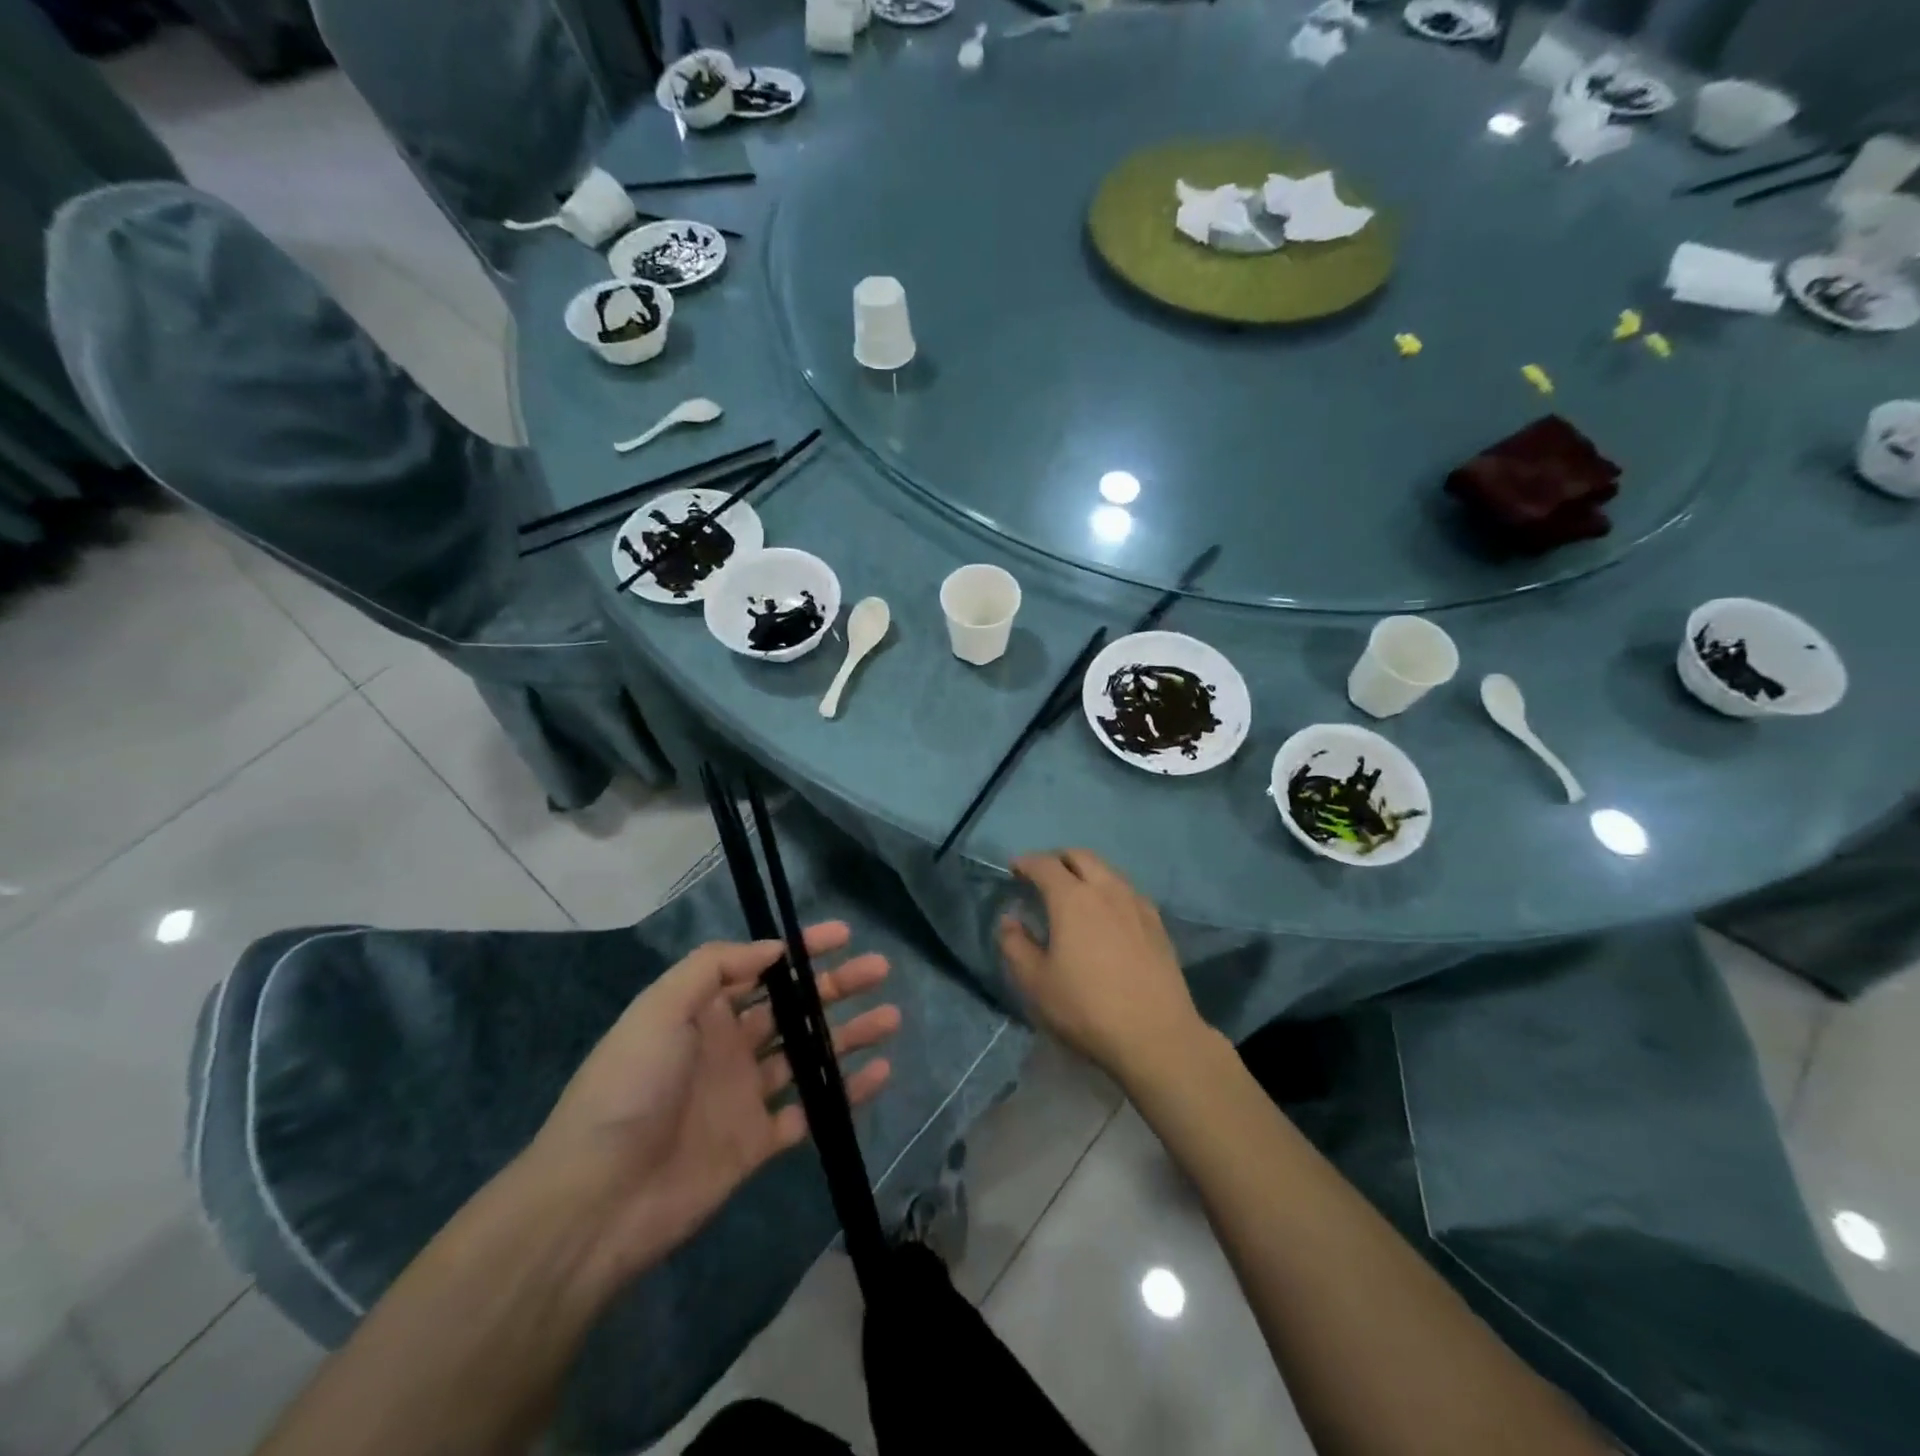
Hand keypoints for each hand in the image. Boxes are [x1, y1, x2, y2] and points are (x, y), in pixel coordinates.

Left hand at [528, 922, 898, 1278]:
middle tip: (880, 970)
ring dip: (848, 1035)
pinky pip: (810, 1111)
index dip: (802, 950)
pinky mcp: (757, 1143)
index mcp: (703, 1012)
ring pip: (808, 1056)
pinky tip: (880, 1074)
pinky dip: (845, 1093)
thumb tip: (774, 950)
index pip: (762, 968)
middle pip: (793, 1008)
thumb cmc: (630, 1087)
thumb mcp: (661, 1007)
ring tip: (891, 1017)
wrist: (597, 1200)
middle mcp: (728, 1047)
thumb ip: (716, 967)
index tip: (844, 935)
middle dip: (836, 987)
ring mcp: (744, 1095)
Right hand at [998, 850, 1203, 1080]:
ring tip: (1075, 894)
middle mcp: (1106, 889)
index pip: (1045, 865)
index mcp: (1072, 899)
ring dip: (1086, 872)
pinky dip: (1109, 890)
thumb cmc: (1087, 1008)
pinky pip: (1127, 890)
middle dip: (1058, 859)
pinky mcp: (1157, 923)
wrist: (1156, 1035)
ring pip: (1107, 870)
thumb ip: (1015, 945)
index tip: (1014, 869)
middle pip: (1080, 856)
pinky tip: (1108, 914)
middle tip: (1043, 876)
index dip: (1026, 862)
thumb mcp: (1036, 983)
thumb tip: (1010, 920)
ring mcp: (1137, 903)